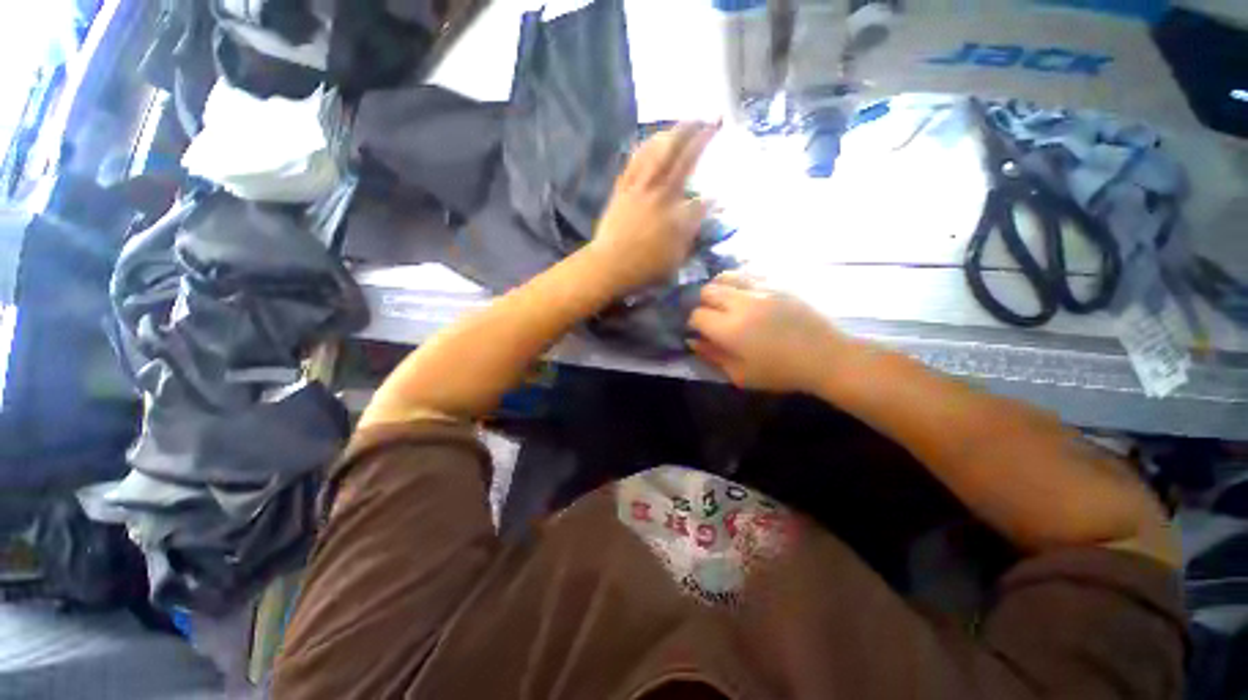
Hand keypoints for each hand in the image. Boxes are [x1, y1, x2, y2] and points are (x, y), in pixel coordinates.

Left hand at [584, 121, 719, 293]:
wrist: (609, 266)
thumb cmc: (644, 269)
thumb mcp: (675, 260)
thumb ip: (691, 235)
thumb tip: (702, 212)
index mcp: (676, 215)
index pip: (701, 197)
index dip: (713, 190)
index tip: (721, 186)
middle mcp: (660, 195)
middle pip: (683, 159)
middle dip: (701, 137)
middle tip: (713, 119)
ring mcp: (639, 190)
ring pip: (658, 153)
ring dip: (674, 133)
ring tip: (686, 122)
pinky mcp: (622, 190)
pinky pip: (635, 162)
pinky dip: (646, 148)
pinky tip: (652, 139)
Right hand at [688, 272, 850, 392]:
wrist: (825, 357)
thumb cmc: (781, 372)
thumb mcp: (741, 375)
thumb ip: (713, 356)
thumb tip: (693, 340)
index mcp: (730, 329)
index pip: (697, 315)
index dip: (694, 323)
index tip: (701, 331)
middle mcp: (741, 303)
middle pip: (707, 291)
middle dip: (703, 303)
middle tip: (712, 317)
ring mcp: (761, 289)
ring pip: (725, 276)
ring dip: (719, 288)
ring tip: (725, 301)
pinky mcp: (777, 283)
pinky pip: (748, 273)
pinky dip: (739, 282)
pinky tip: (745, 295)